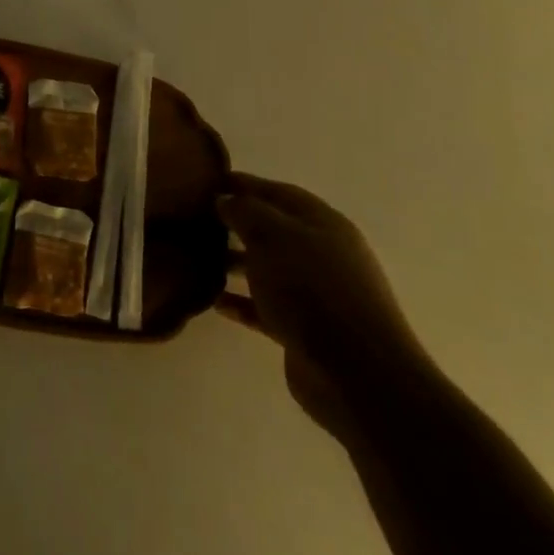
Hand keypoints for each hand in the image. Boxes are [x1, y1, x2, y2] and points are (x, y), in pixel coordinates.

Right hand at [218, 174, 432, 439]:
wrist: (356, 373)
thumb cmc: (311, 288)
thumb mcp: (271, 234)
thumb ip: (243, 210)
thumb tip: (224, 199)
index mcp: (323, 224)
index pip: (278, 192)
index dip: (244, 183)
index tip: (208, 181)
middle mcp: (323, 255)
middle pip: (274, 230)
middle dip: (237, 223)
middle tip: (197, 220)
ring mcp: (317, 295)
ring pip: (268, 269)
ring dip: (236, 262)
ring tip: (199, 259)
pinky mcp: (306, 331)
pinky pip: (266, 308)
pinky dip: (242, 303)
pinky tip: (216, 302)